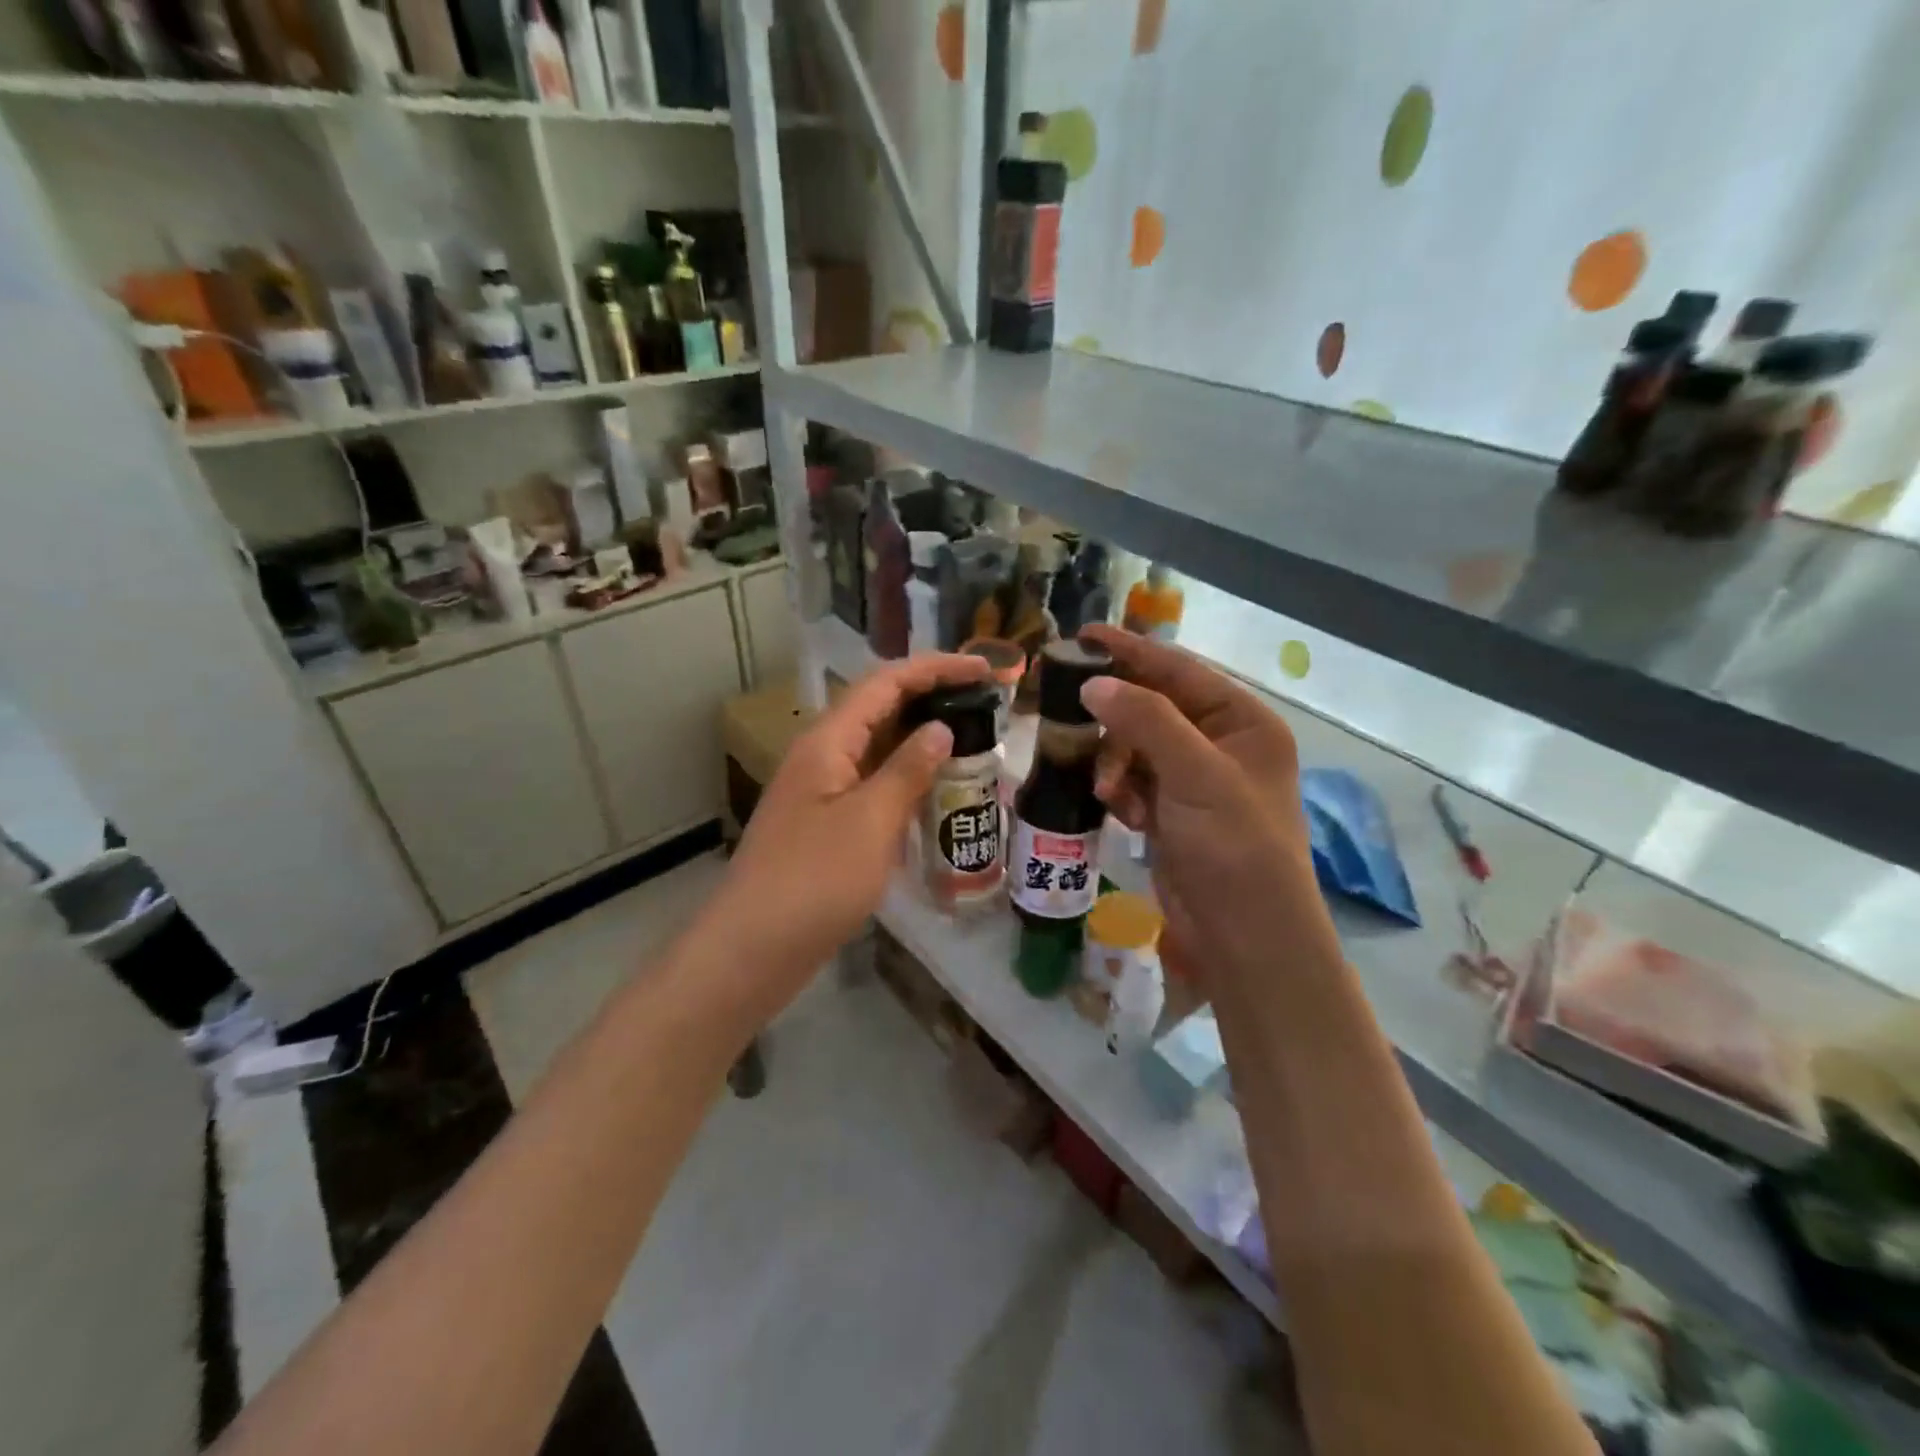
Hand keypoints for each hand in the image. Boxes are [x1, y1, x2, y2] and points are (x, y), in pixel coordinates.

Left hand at [696, 652, 990, 1017]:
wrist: (753, 950)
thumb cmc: (814, 881)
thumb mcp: (870, 821)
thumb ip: (907, 771)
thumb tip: (940, 729)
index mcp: (828, 742)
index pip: (886, 683)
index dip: (935, 669)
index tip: (983, 670)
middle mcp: (822, 757)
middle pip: (881, 710)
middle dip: (932, 700)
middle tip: (985, 707)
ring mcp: (822, 792)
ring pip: (878, 751)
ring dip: (922, 743)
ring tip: (972, 745)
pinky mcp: (827, 826)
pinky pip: (873, 787)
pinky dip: (907, 783)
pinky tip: (937, 796)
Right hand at [1077, 625, 1335, 997]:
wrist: (1243, 937)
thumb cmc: (1234, 847)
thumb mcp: (1197, 775)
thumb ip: (1146, 721)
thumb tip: (1094, 684)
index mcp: (1243, 722)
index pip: (1179, 671)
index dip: (1131, 651)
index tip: (1082, 636)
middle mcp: (1220, 744)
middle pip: (1152, 708)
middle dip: (1115, 719)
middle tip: (1066, 711)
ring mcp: (1194, 780)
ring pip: (1134, 746)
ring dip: (1114, 762)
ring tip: (1107, 789)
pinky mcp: (1171, 812)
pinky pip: (1132, 781)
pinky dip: (1120, 791)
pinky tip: (1121, 813)